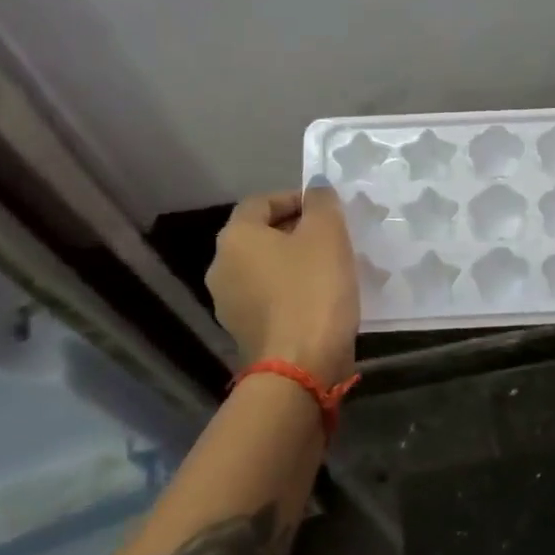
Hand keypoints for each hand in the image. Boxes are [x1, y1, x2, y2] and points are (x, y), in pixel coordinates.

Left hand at [207, 184, 359, 383]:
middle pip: (261, 237)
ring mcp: (229, 304)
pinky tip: (321, 301)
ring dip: (294, 264)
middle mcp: (221, 267)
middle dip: (296, 232)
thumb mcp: (328, 235)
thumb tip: (315, 187)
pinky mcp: (245, 334)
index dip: (295, 198)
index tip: (326, 208)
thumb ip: (322, 203)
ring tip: (331, 269)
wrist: (300, 367)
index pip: (261, 202)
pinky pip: (270, 300)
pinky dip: (291, 293)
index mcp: (235, 237)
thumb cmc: (313, 291)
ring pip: (266, 270)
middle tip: (333, 237)